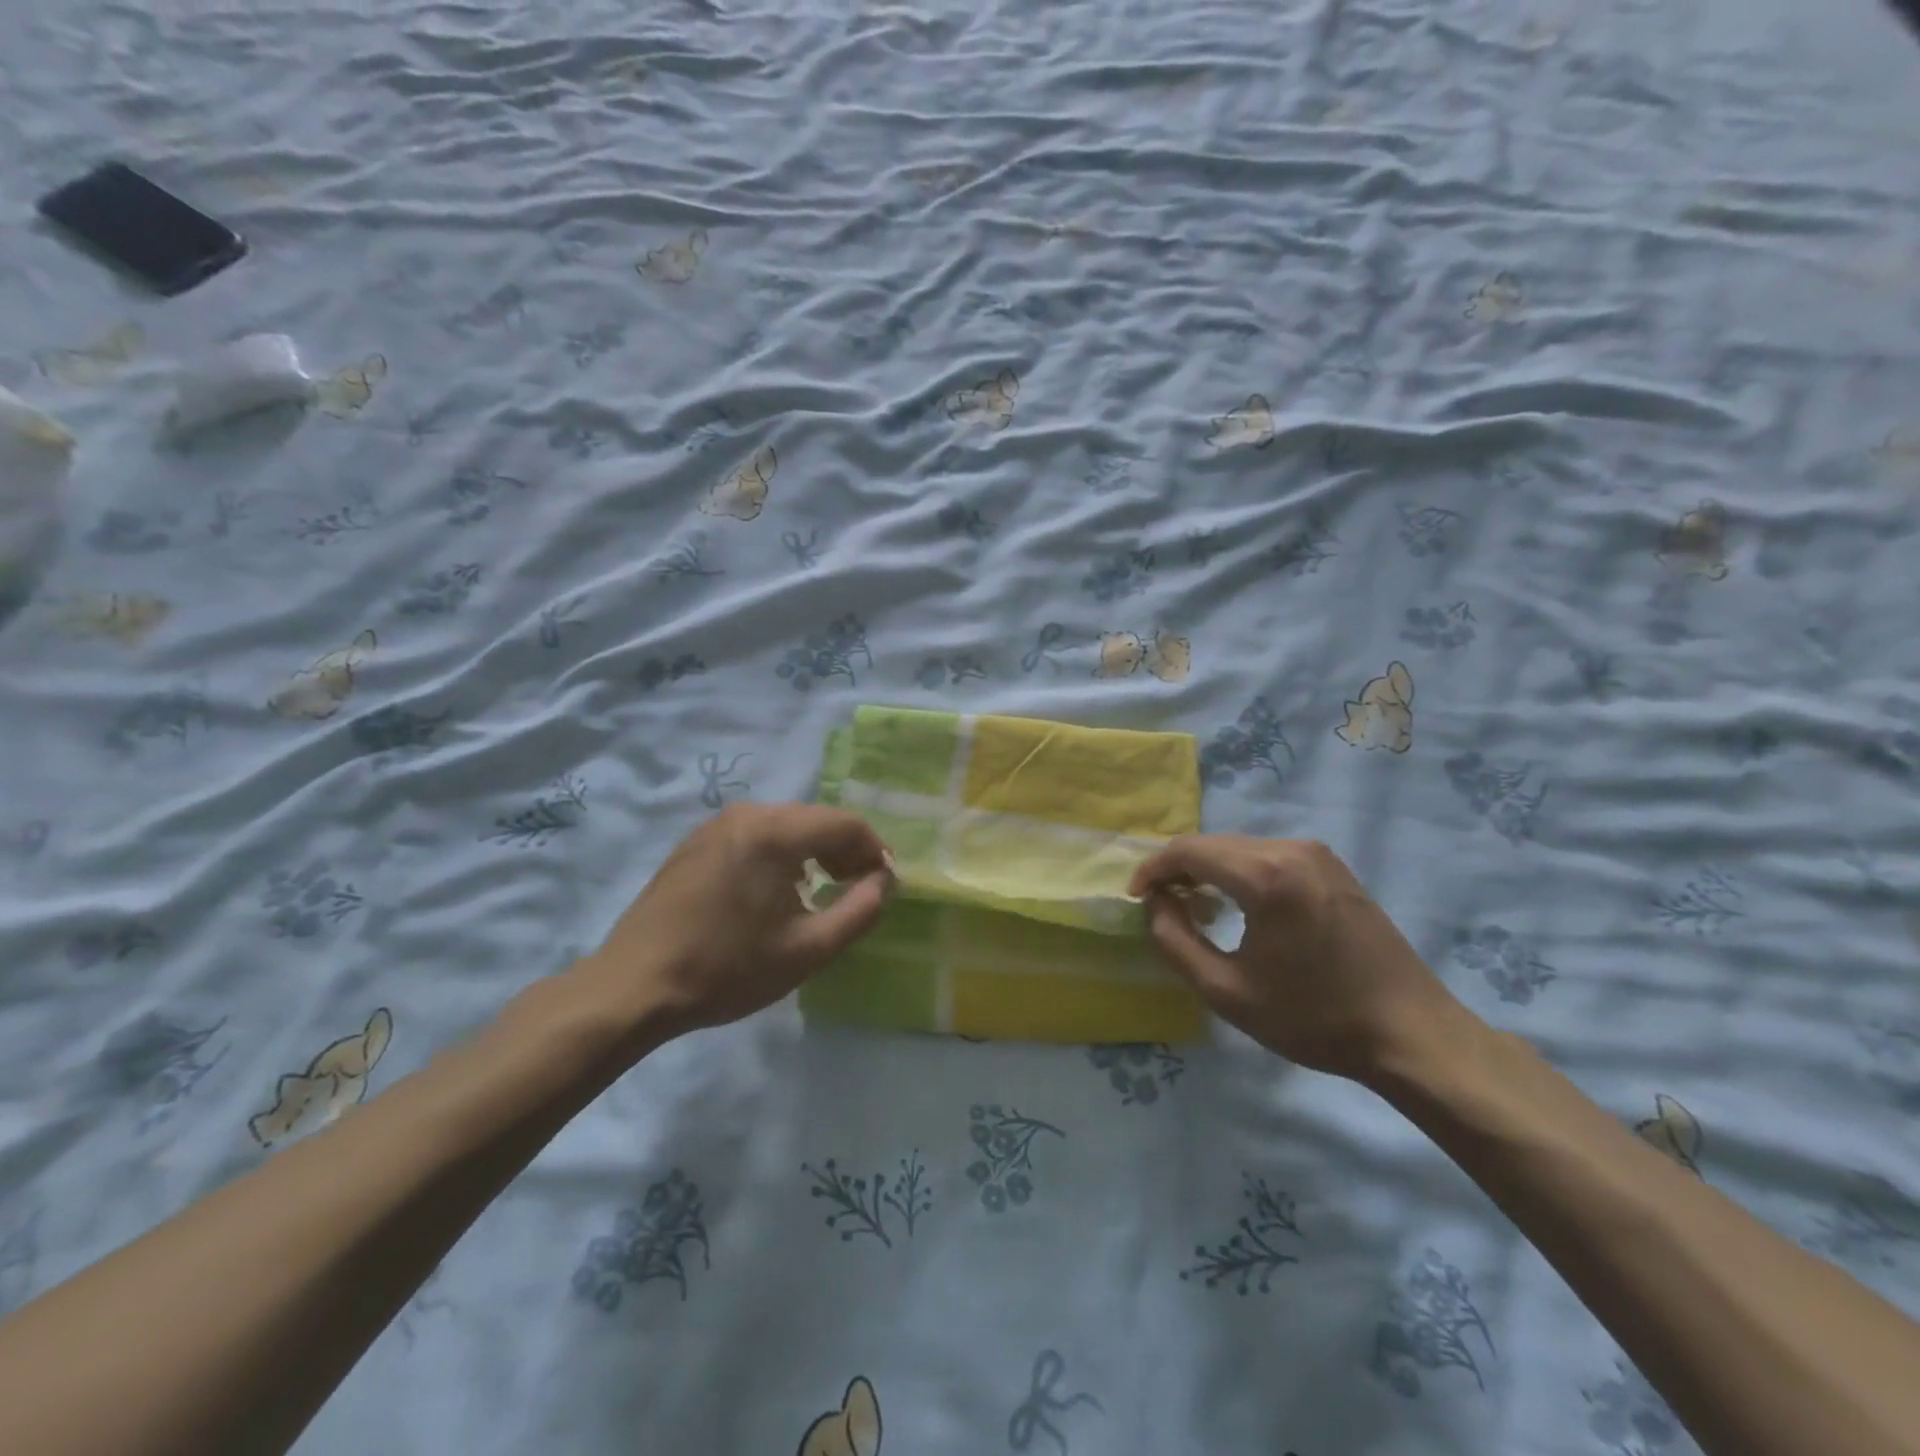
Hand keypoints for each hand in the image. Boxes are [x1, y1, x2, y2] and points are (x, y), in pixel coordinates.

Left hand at [580, 803, 893, 1036]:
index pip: (847, 823)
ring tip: (822, 889)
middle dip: (845, 850)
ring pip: (786, 824)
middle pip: (816, 819)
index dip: (875, 851)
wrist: (634, 986)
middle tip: (857, 888)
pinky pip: (755, 834)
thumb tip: (886, 880)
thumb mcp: (809, 948)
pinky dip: (781, 853)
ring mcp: (716, 824)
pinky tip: (776, 889)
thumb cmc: (728, 968)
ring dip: (814, 851)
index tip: (885, 884)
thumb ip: (860, 909)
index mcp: (776, 831)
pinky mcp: (696, 841)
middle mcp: (747, 814)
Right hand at [1128, 835, 1467, 1083]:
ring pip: (1240, 847)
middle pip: (1213, 844)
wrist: (1411, 1033)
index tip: (1135, 898)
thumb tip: (1156, 903)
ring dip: (1209, 870)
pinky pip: (1268, 855)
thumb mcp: (1227, 992)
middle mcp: (1292, 849)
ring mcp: (1318, 854)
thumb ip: (1174, 941)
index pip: (1188, 850)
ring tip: (1194, 908)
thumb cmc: (1315, 1018)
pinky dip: (1239, 872)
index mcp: (1267, 875)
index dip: (1152, 869)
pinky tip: (1238, 905)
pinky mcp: (1333, 867)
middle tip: (1160, 906)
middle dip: (1178, 869)